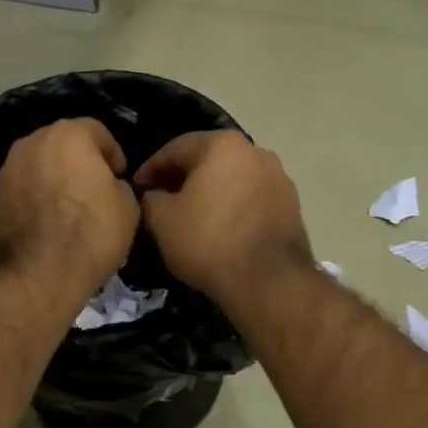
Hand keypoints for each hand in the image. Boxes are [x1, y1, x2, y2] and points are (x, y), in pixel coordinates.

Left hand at [0, 118, 139, 296]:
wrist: (37, 274)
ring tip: (68, 207)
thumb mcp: (128, 207)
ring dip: (53, 178)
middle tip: (94, 188)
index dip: (113, 153)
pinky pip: (22, 188)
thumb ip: (118, 185)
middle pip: (62, 144)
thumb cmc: (91, 232)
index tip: (119, 175)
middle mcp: (32, 142)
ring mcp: (7, 169)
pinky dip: (34, 197)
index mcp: (69, 135)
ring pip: (38, 165)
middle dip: (79, 161)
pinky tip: (46, 222)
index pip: (97, 131)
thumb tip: (108, 186)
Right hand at [134, 131, 310, 304]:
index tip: (136, 188)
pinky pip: (251, 198)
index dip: (150, 169)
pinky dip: (232, 206)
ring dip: (209, 192)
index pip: (175, 149)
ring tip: (191, 216)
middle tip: (160, 200)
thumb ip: (150, 199)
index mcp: (222, 145)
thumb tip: (154, 196)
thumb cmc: (208, 242)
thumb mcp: (162, 221)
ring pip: (232, 179)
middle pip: (208, 160)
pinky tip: (220, 228)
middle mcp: (256, 151)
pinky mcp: (291, 205)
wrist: (268, 282)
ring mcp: (279, 177)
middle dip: (182, 178)